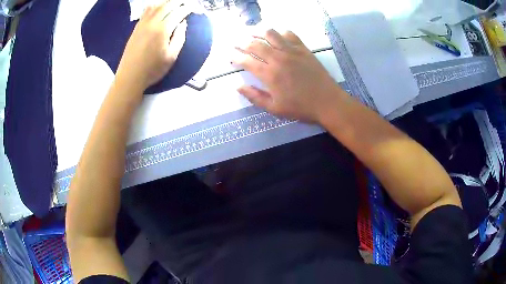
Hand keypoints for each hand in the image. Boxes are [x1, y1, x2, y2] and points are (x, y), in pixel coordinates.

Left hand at [116, 0, 190, 90]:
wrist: (130, 77)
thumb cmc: (152, 70)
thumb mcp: (172, 57)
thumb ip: (179, 38)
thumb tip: (182, 24)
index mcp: (162, 30)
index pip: (178, 13)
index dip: (187, 8)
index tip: (194, 7)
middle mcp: (152, 23)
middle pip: (167, 5)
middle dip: (178, 2)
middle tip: (185, 3)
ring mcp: (142, 24)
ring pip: (155, 6)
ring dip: (165, 2)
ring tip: (173, 3)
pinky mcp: (135, 28)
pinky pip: (145, 12)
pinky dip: (154, 6)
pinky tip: (158, 7)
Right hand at [232, 29, 343, 122]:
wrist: (327, 102)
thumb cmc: (301, 107)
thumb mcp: (275, 108)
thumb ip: (255, 97)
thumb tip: (238, 86)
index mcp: (269, 75)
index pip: (246, 61)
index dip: (235, 57)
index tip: (230, 56)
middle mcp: (278, 58)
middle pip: (255, 44)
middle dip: (241, 42)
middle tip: (236, 42)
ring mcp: (291, 51)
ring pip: (270, 34)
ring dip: (258, 32)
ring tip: (252, 33)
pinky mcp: (303, 49)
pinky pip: (289, 34)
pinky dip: (280, 32)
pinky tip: (277, 36)